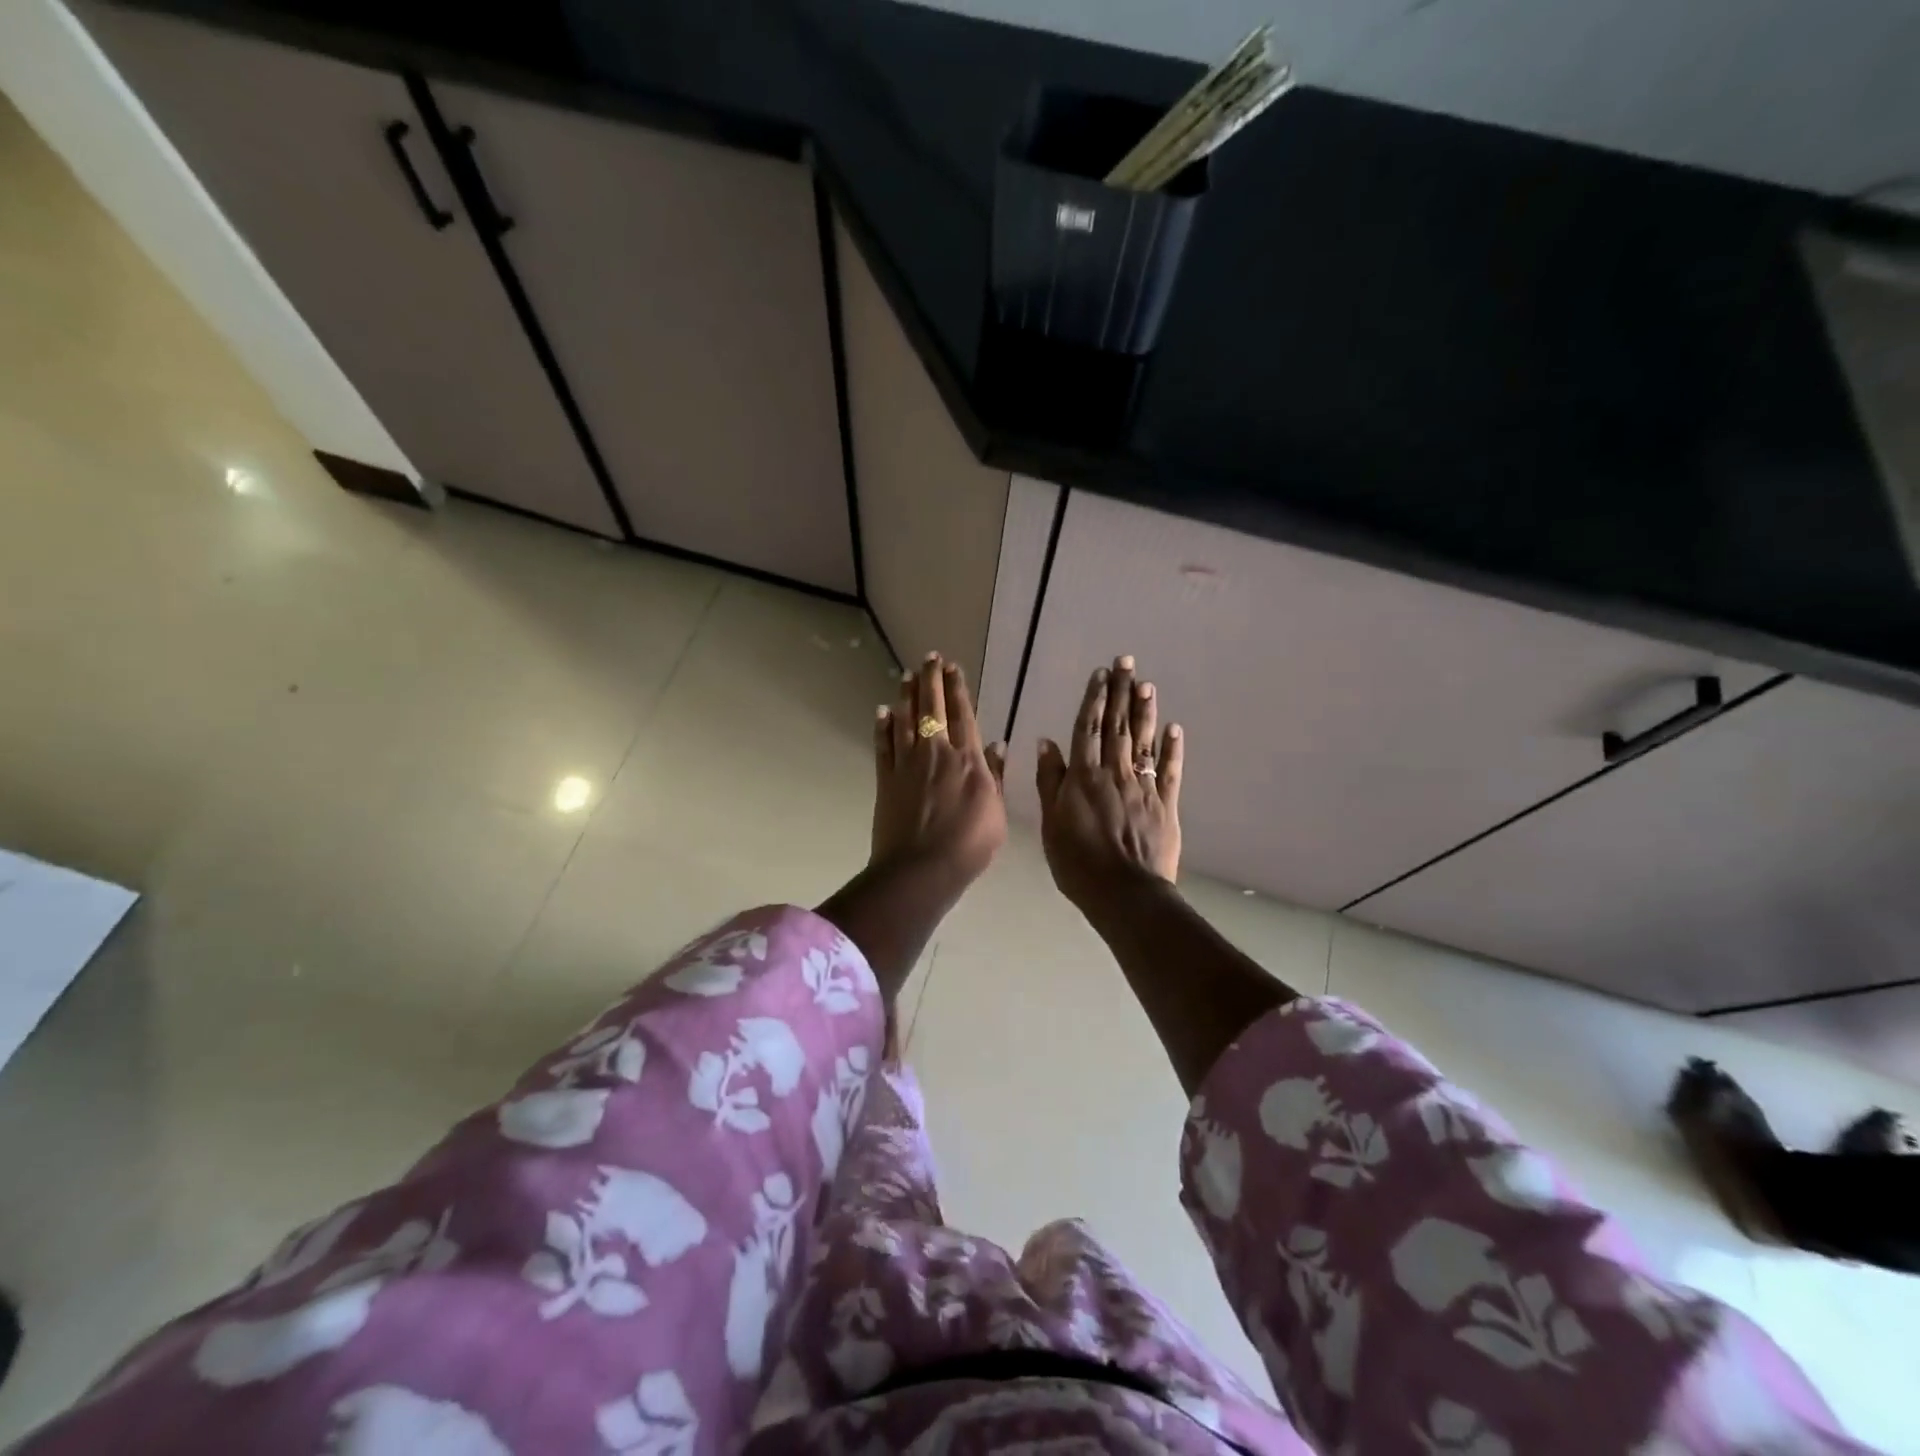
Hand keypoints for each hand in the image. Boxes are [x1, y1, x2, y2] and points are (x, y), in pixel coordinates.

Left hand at [870, 652, 1007, 896]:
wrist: (921, 869)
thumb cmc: (969, 845)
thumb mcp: (996, 812)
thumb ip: (996, 776)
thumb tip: (998, 744)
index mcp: (967, 759)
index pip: (962, 714)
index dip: (958, 688)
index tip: (954, 667)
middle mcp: (936, 753)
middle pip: (932, 708)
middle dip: (931, 680)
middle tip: (929, 658)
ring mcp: (907, 764)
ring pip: (906, 720)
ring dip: (906, 695)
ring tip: (906, 675)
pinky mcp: (885, 779)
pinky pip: (883, 746)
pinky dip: (883, 727)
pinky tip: (882, 712)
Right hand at [1036, 655, 1183, 911]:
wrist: (1123, 892)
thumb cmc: (1077, 862)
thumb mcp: (1050, 822)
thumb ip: (1049, 780)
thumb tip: (1047, 742)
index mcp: (1083, 776)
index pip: (1088, 728)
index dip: (1094, 699)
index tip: (1101, 674)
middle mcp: (1114, 773)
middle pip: (1118, 726)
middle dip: (1122, 692)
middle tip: (1128, 662)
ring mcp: (1142, 787)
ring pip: (1143, 741)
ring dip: (1145, 711)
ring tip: (1147, 684)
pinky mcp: (1166, 804)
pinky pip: (1169, 771)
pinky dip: (1171, 749)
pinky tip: (1174, 729)